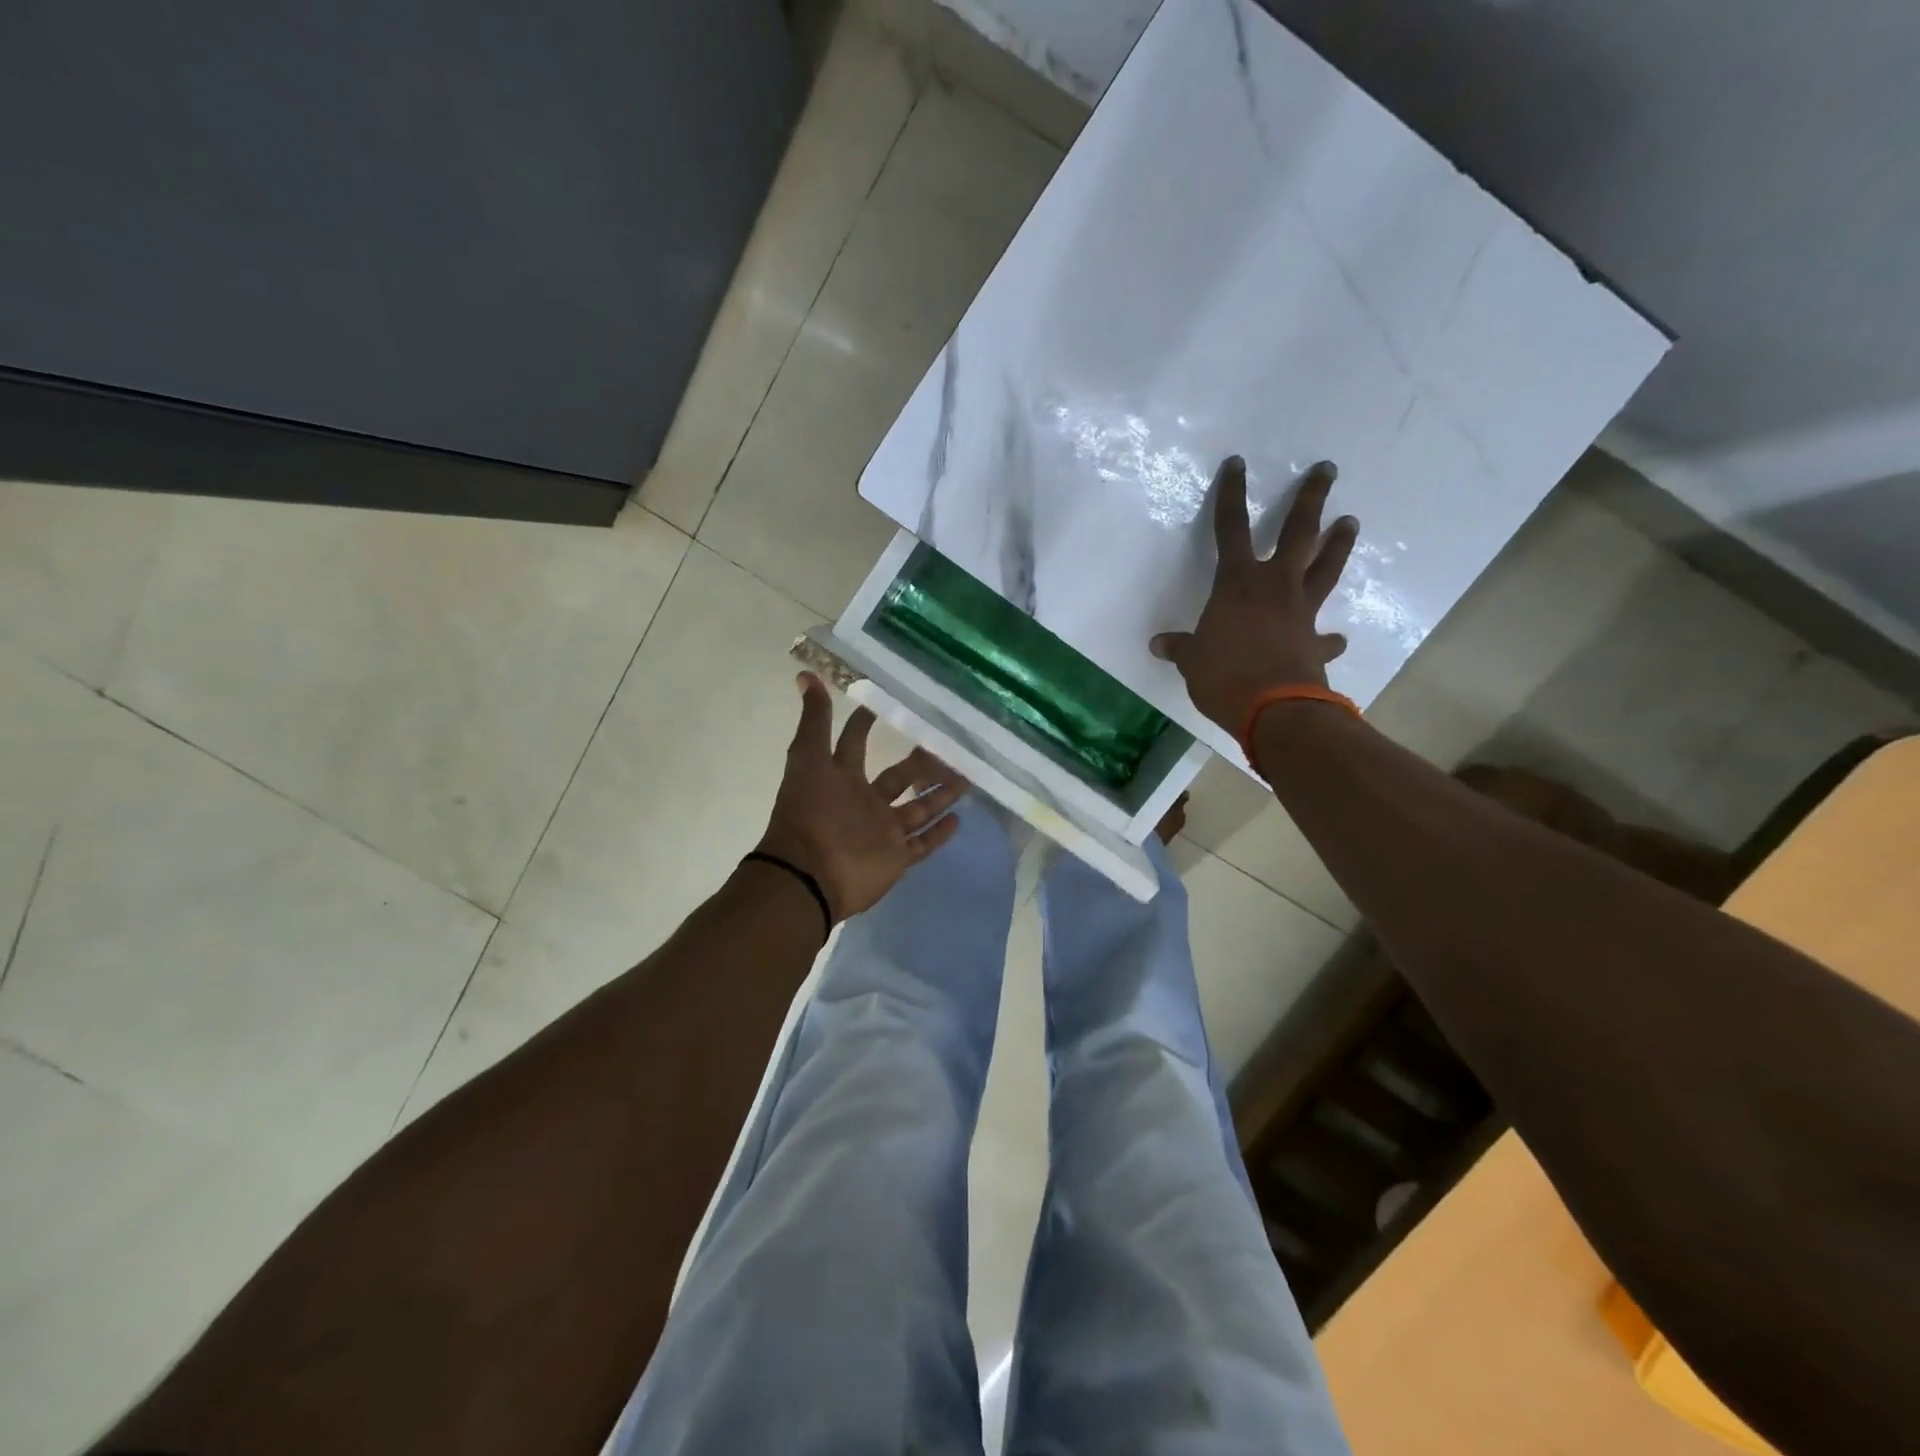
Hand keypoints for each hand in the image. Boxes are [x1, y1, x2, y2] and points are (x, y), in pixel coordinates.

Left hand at [755, 673, 969, 921]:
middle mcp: (864, 801)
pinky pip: (922, 844)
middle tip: (949, 743)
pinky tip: (960, 818)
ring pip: (917, 808)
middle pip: (898, 776)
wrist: (807, 877)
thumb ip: (814, 720)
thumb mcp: (808, 759)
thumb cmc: (810, 814)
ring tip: (968, 776)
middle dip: (921, 761)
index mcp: (841, 777)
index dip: (867, 722)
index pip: (855, 742)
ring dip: (941, 794)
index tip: (894, 703)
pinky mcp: (895, 858)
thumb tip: (804, 674)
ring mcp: (882, 831)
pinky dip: (939, 834)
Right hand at [1149, 456, 1356, 736]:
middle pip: (1299, 533)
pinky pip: (1325, 636)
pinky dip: (1330, 638)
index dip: (1231, 496)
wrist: (1274, 710)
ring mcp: (1301, 612)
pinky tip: (1336, 638)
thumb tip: (1159, 645)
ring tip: (1350, 522)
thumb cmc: (1224, 675)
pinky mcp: (1316, 643)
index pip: (1230, 529)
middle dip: (1311, 499)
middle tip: (1327, 470)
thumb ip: (1181, 648)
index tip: (1238, 464)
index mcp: (1237, 583)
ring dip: (1338, 545)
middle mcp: (1275, 587)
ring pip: (1325, 569)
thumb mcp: (1192, 661)